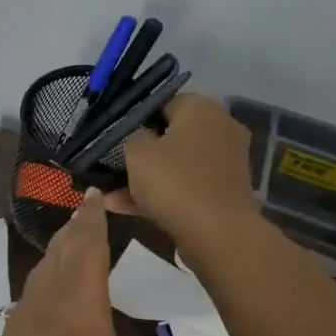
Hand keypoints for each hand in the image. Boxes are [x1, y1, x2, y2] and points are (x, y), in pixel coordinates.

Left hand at [0, 190, 166, 335]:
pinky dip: (42, 302)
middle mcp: (43, 310)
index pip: (87, 248)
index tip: (92, 196)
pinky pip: (27, 317)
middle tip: (79, 215)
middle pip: (57, 260)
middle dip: (70, 235)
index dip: (93, 220)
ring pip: (37, 286)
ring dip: (52, 266)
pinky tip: (45, 317)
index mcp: (77, 303)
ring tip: (62, 257)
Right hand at [111, 93, 258, 247]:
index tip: (116, 135)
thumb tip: (140, 137)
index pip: (163, 101)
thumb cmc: (174, 181)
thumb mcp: (137, 151)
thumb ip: (132, 136)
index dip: (136, 117)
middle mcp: (220, 128)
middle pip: (171, 134)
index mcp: (202, 108)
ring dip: (145, 177)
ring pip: (176, 163)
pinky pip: (185, 185)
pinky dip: (160, 194)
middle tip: (114, 162)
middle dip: (141, 151)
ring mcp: (225, 162)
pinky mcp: (224, 191)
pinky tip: (123, 208)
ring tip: (110, 193)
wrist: (218, 234)